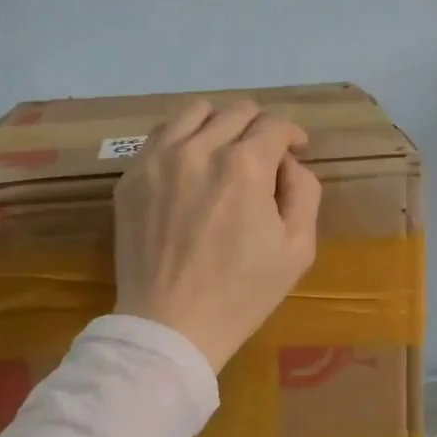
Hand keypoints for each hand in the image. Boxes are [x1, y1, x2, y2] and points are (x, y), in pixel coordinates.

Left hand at [113, 98, 320, 372]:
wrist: (170, 326)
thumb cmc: (242, 293)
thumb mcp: (298, 249)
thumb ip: (305, 191)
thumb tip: (288, 163)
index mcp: (245, 166)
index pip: (275, 123)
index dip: (293, 134)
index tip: (296, 151)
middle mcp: (199, 149)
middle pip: (238, 110)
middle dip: (260, 127)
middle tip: (264, 156)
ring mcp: (158, 159)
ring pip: (194, 111)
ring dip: (219, 123)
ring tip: (224, 150)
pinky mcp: (131, 176)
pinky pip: (160, 134)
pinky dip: (182, 138)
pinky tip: (189, 165)